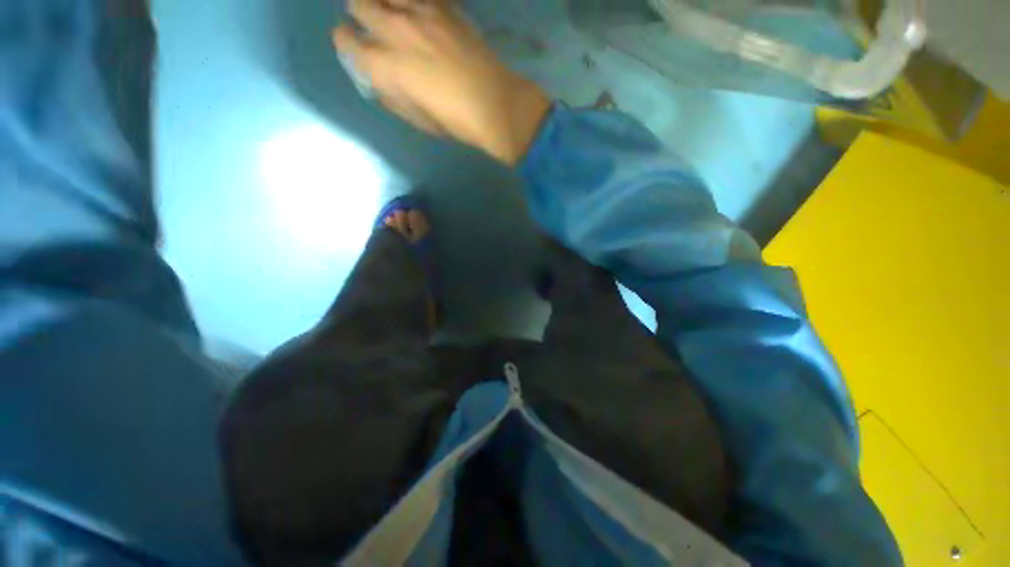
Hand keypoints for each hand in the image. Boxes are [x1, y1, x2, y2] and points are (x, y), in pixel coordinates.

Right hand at [333, 0, 551, 164]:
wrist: (492, 105)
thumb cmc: (453, 121)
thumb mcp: (416, 119)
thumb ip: (390, 95)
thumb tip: (379, 81)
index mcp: (382, 65)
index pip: (344, 38)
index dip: (347, 42)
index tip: (356, 46)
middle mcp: (393, 31)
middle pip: (358, 3)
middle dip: (361, 15)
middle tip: (375, 27)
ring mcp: (418, 13)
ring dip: (385, 2)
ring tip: (396, 16)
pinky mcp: (442, 7)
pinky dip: (412, 2)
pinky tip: (421, 14)